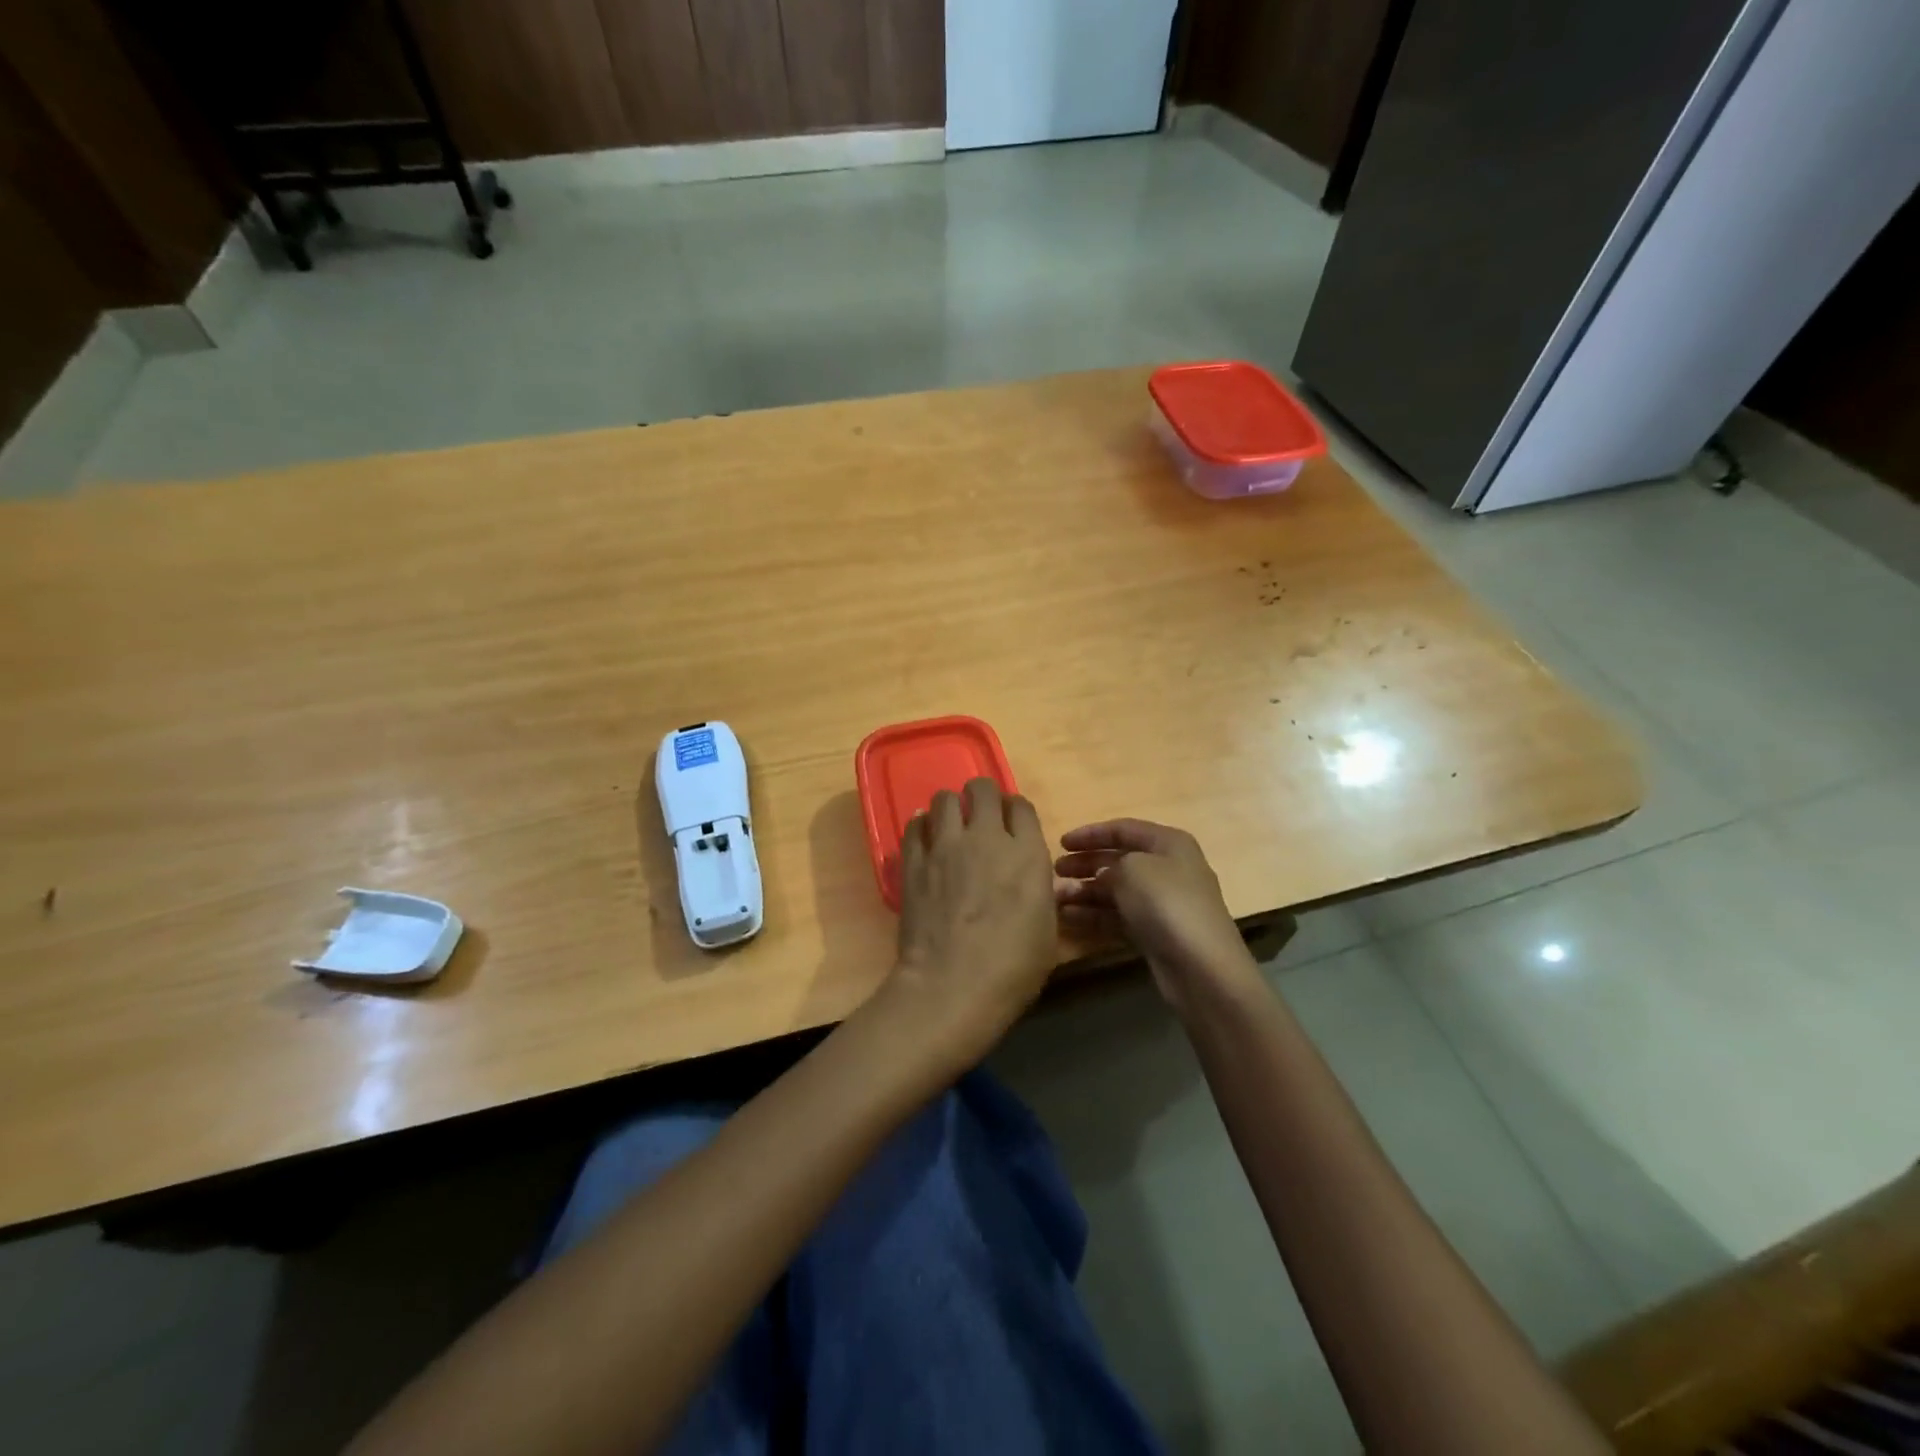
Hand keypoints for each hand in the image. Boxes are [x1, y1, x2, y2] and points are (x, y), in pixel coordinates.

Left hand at [884, 778, 1059, 1066]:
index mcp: (1027, 854)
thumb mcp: (1047, 932)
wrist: (952, 986)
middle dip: (982, 797)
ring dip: (949, 808)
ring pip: (944, 798)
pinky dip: (920, 826)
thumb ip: (1040, 893)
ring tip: (949, 827)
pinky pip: (914, 825)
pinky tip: (924, 839)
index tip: (1011, 827)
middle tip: (979, 818)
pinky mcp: (914, 861)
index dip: (1015, 812)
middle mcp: (988, 838)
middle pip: (982, 789)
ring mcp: (946, 846)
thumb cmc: (1012, 969)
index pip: (1021, 806)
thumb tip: (1034, 881)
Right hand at [1055, 819, 1260, 1007]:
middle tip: (1056, 871)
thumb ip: (1110, 864)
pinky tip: (1068, 917)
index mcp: (1169, 843)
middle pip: (1119, 859)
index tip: (1061, 843)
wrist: (1201, 966)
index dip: (1091, 833)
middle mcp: (1168, 868)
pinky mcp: (1155, 932)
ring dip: (1085, 891)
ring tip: (1056, 897)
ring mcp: (1163, 903)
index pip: (1124, 829)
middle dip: (1086, 863)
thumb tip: (1103, 875)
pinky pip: (1119, 916)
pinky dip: (1095, 915)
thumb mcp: (1132, 869)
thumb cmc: (1166, 903)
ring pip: (1117, 890)